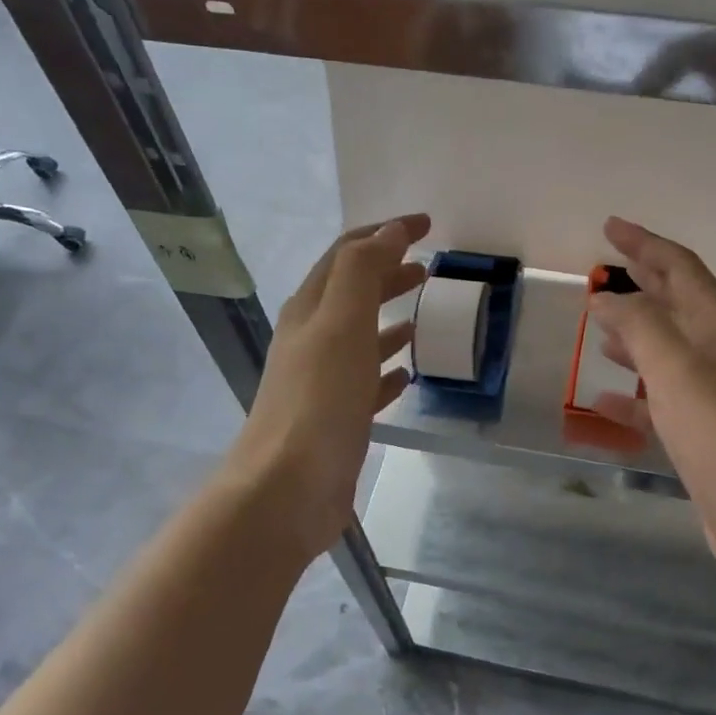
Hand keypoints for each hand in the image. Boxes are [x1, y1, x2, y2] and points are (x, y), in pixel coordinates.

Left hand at [226, 215, 430, 562]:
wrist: (287, 489)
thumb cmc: (318, 400)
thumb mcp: (341, 324)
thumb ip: (363, 273)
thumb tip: (388, 233)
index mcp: (310, 310)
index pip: (346, 254)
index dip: (383, 233)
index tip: (426, 226)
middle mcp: (311, 340)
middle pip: (352, 293)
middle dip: (387, 272)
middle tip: (428, 268)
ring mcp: (322, 381)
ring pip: (360, 337)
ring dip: (387, 319)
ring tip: (421, 314)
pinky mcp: (337, 419)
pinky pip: (366, 382)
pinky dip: (386, 369)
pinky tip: (406, 373)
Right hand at [589, 217, 715, 590]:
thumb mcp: (677, 371)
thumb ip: (639, 327)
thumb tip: (606, 297)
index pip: (681, 269)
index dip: (646, 244)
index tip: (610, 227)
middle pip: (677, 304)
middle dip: (642, 281)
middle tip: (604, 268)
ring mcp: (713, 395)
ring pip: (667, 350)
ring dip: (635, 333)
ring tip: (600, 324)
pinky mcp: (702, 433)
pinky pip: (659, 399)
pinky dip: (632, 393)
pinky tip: (602, 399)